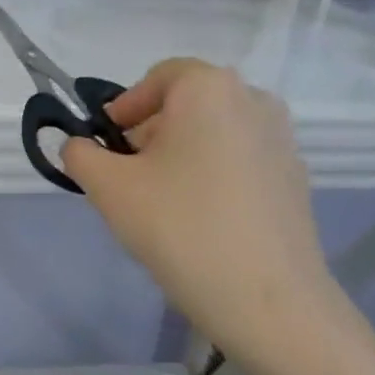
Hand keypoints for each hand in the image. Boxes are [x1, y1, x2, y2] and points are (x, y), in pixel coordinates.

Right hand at [63, 59, 346, 362]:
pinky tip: (199, 221)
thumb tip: (79, 146)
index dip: (125, 108)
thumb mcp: (109, 188)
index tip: (106, 146)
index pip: (158, 78)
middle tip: (126, 179)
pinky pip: (239, 161)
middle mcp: (253, 100)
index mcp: (209, 88)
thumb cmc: (179, 226)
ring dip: (180, 156)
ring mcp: (282, 139)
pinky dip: (212, 176)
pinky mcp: (295, 177)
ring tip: (161, 203)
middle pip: (187, 105)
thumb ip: (80, 155)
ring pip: (214, 134)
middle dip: (150, 135)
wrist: (264, 296)